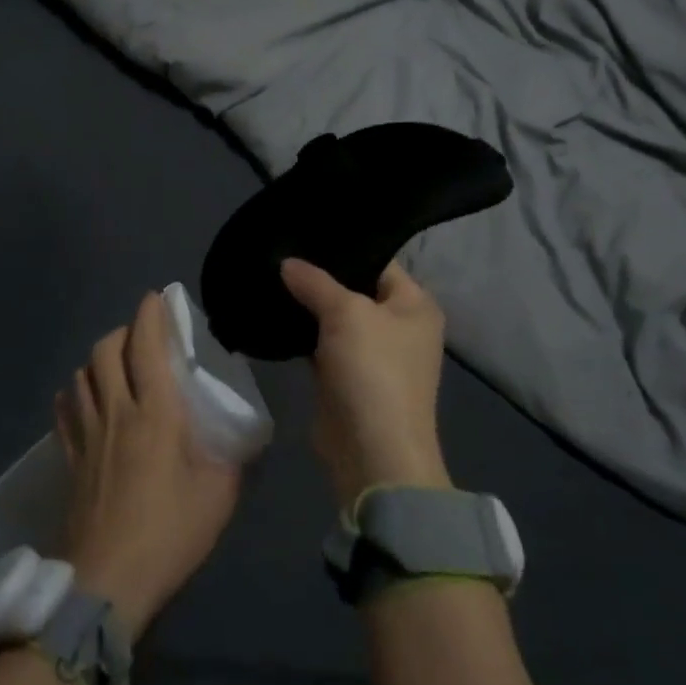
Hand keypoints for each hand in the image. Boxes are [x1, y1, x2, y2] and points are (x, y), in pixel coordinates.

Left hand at [54, 292, 241, 639]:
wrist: (107, 583)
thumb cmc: (169, 534)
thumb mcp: (219, 496)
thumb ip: (232, 457)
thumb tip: (240, 437)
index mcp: (156, 413)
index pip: (146, 346)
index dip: (150, 315)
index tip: (157, 297)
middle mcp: (116, 411)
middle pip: (106, 350)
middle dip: (123, 331)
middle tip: (142, 336)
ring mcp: (87, 434)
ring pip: (82, 374)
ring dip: (98, 359)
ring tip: (116, 365)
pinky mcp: (69, 458)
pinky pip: (65, 409)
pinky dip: (75, 391)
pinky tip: (84, 399)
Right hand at [280, 258, 451, 507]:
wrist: (373, 454)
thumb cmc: (373, 371)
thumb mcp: (346, 313)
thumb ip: (315, 282)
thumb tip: (287, 262)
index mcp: (415, 304)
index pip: (378, 260)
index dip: (343, 247)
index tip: (303, 231)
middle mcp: (399, 325)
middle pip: (355, 288)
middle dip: (319, 276)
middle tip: (280, 251)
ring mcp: (373, 354)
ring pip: (335, 317)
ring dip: (307, 305)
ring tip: (271, 276)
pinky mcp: (347, 377)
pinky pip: (322, 344)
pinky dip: (302, 333)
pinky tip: (274, 313)